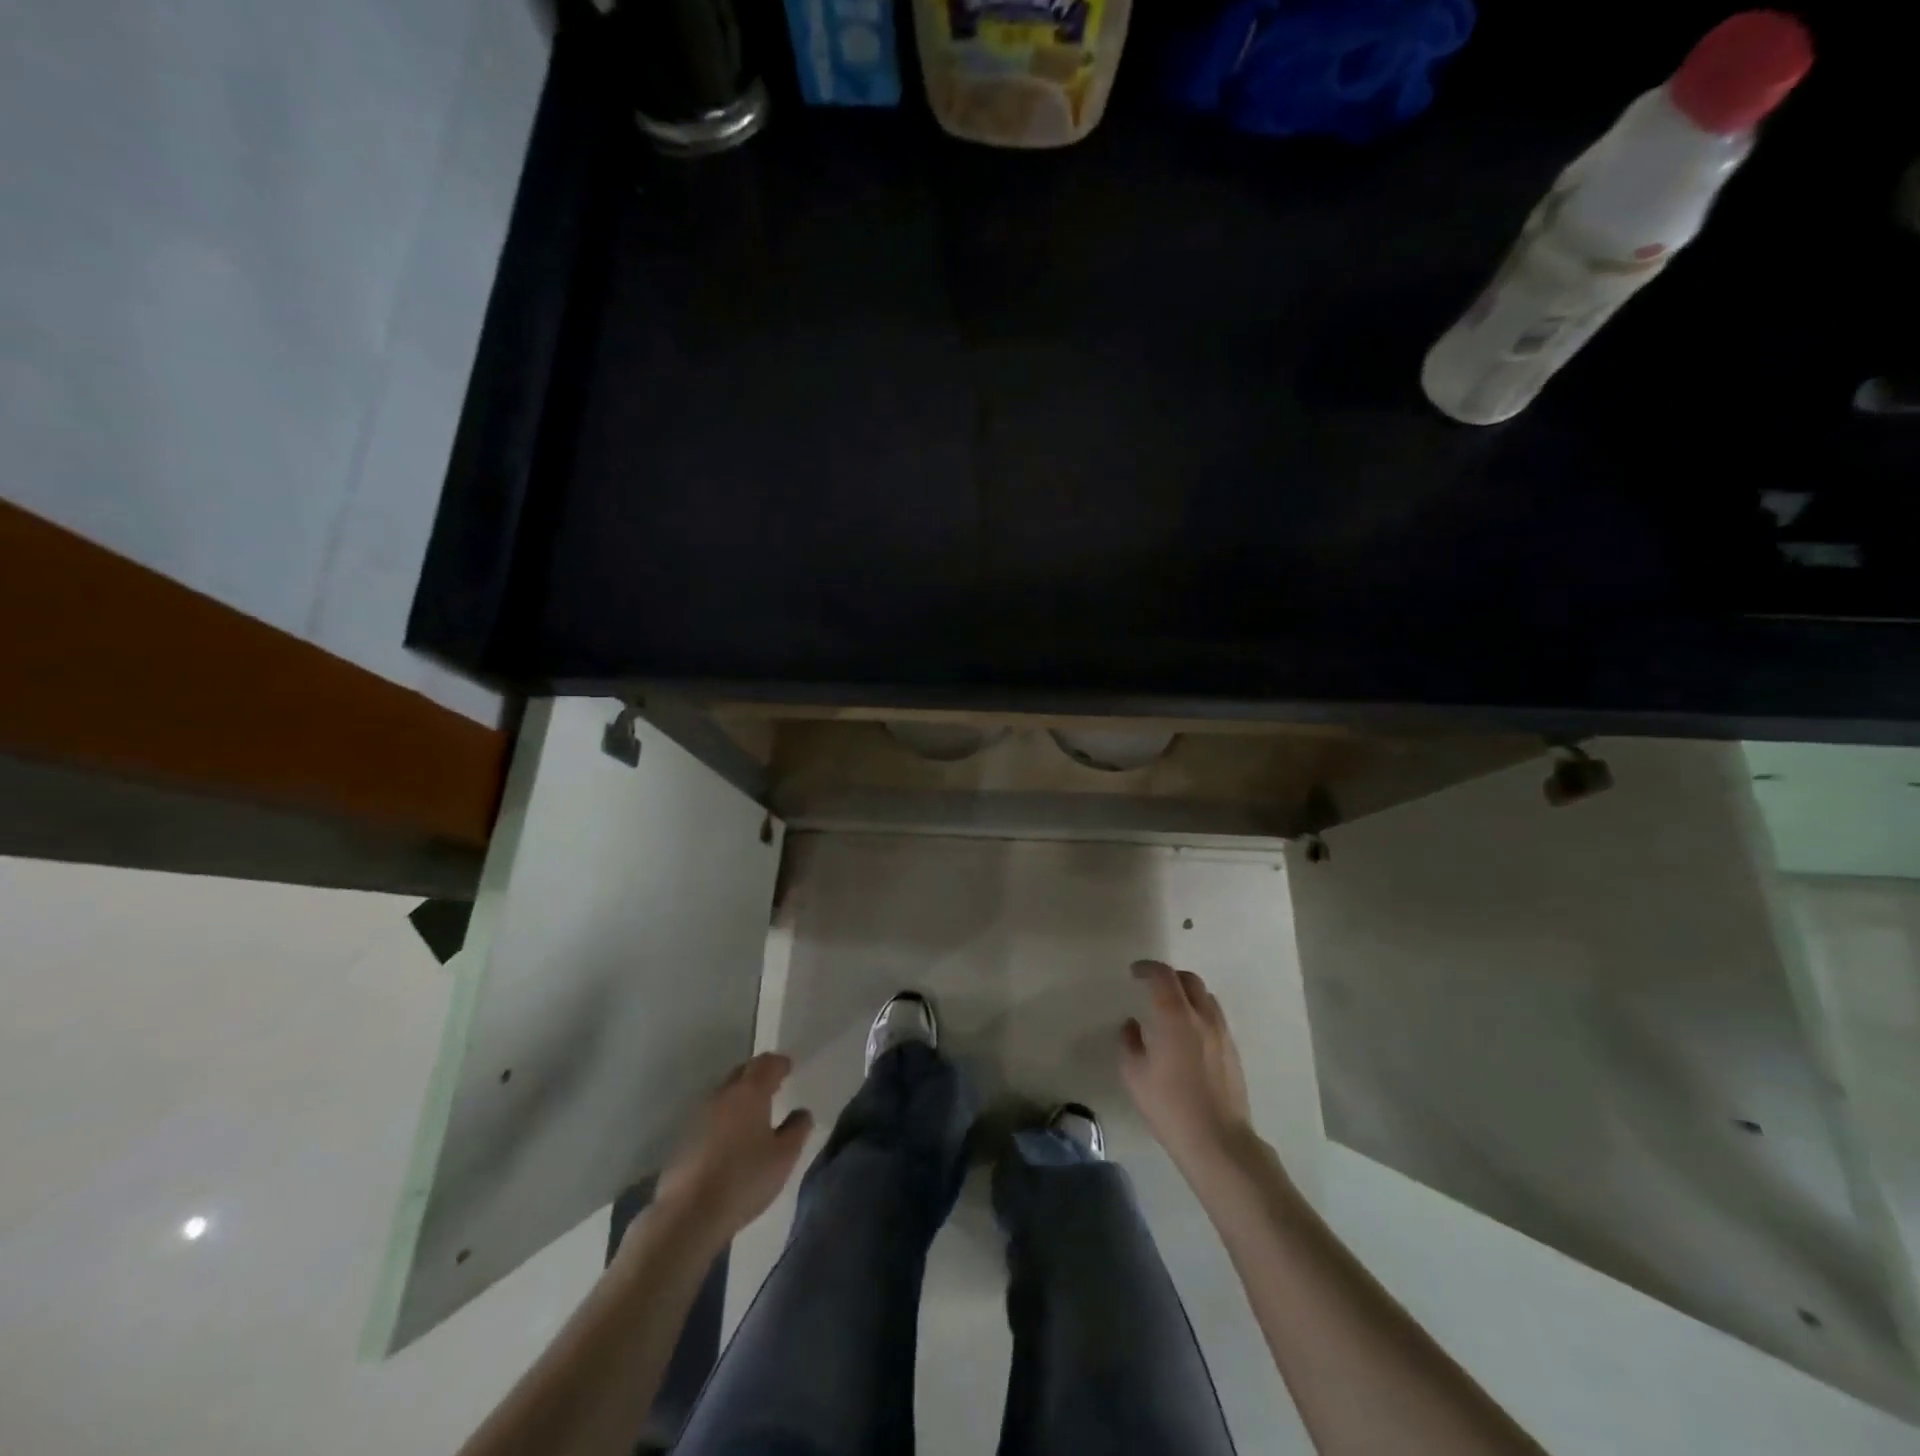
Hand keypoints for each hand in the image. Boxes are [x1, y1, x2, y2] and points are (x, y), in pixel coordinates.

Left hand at [657, 1053, 813, 1241]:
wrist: (687, 1214)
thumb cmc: (744, 1180)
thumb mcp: (784, 1157)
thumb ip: (797, 1129)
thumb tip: (801, 1112)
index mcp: (750, 1092)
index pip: (767, 1063)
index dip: (780, 1063)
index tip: (789, 1068)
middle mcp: (723, 1094)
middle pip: (743, 1072)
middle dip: (758, 1074)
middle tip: (773, 1085)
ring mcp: (699, 1114)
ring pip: (724, 1093)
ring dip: (739, 1096)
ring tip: (753, 1112)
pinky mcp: (684, 1137)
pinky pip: (710, 1115)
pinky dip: (724, 1117)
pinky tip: (730, 1137)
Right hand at [1120, 960, 1253, 1174]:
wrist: (1218, 1142)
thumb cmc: (1169, 1107)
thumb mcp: (1134, 1075)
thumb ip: (1129, 1042)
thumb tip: (1131, 1025)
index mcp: (1175, 1016)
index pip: (1163, 976)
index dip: (1147, 968)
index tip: (1134, 973)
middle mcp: (1202, 1017)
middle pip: (1189, 980)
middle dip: (1169, 976)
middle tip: (1152, 986)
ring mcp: (1222, 1033)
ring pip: (1206, 997)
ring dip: (1187, 993)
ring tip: (1172, 1008)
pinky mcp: (1233, 1051)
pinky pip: (1215, 1017)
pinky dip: (1200, 1012)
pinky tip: (1188, 1034)